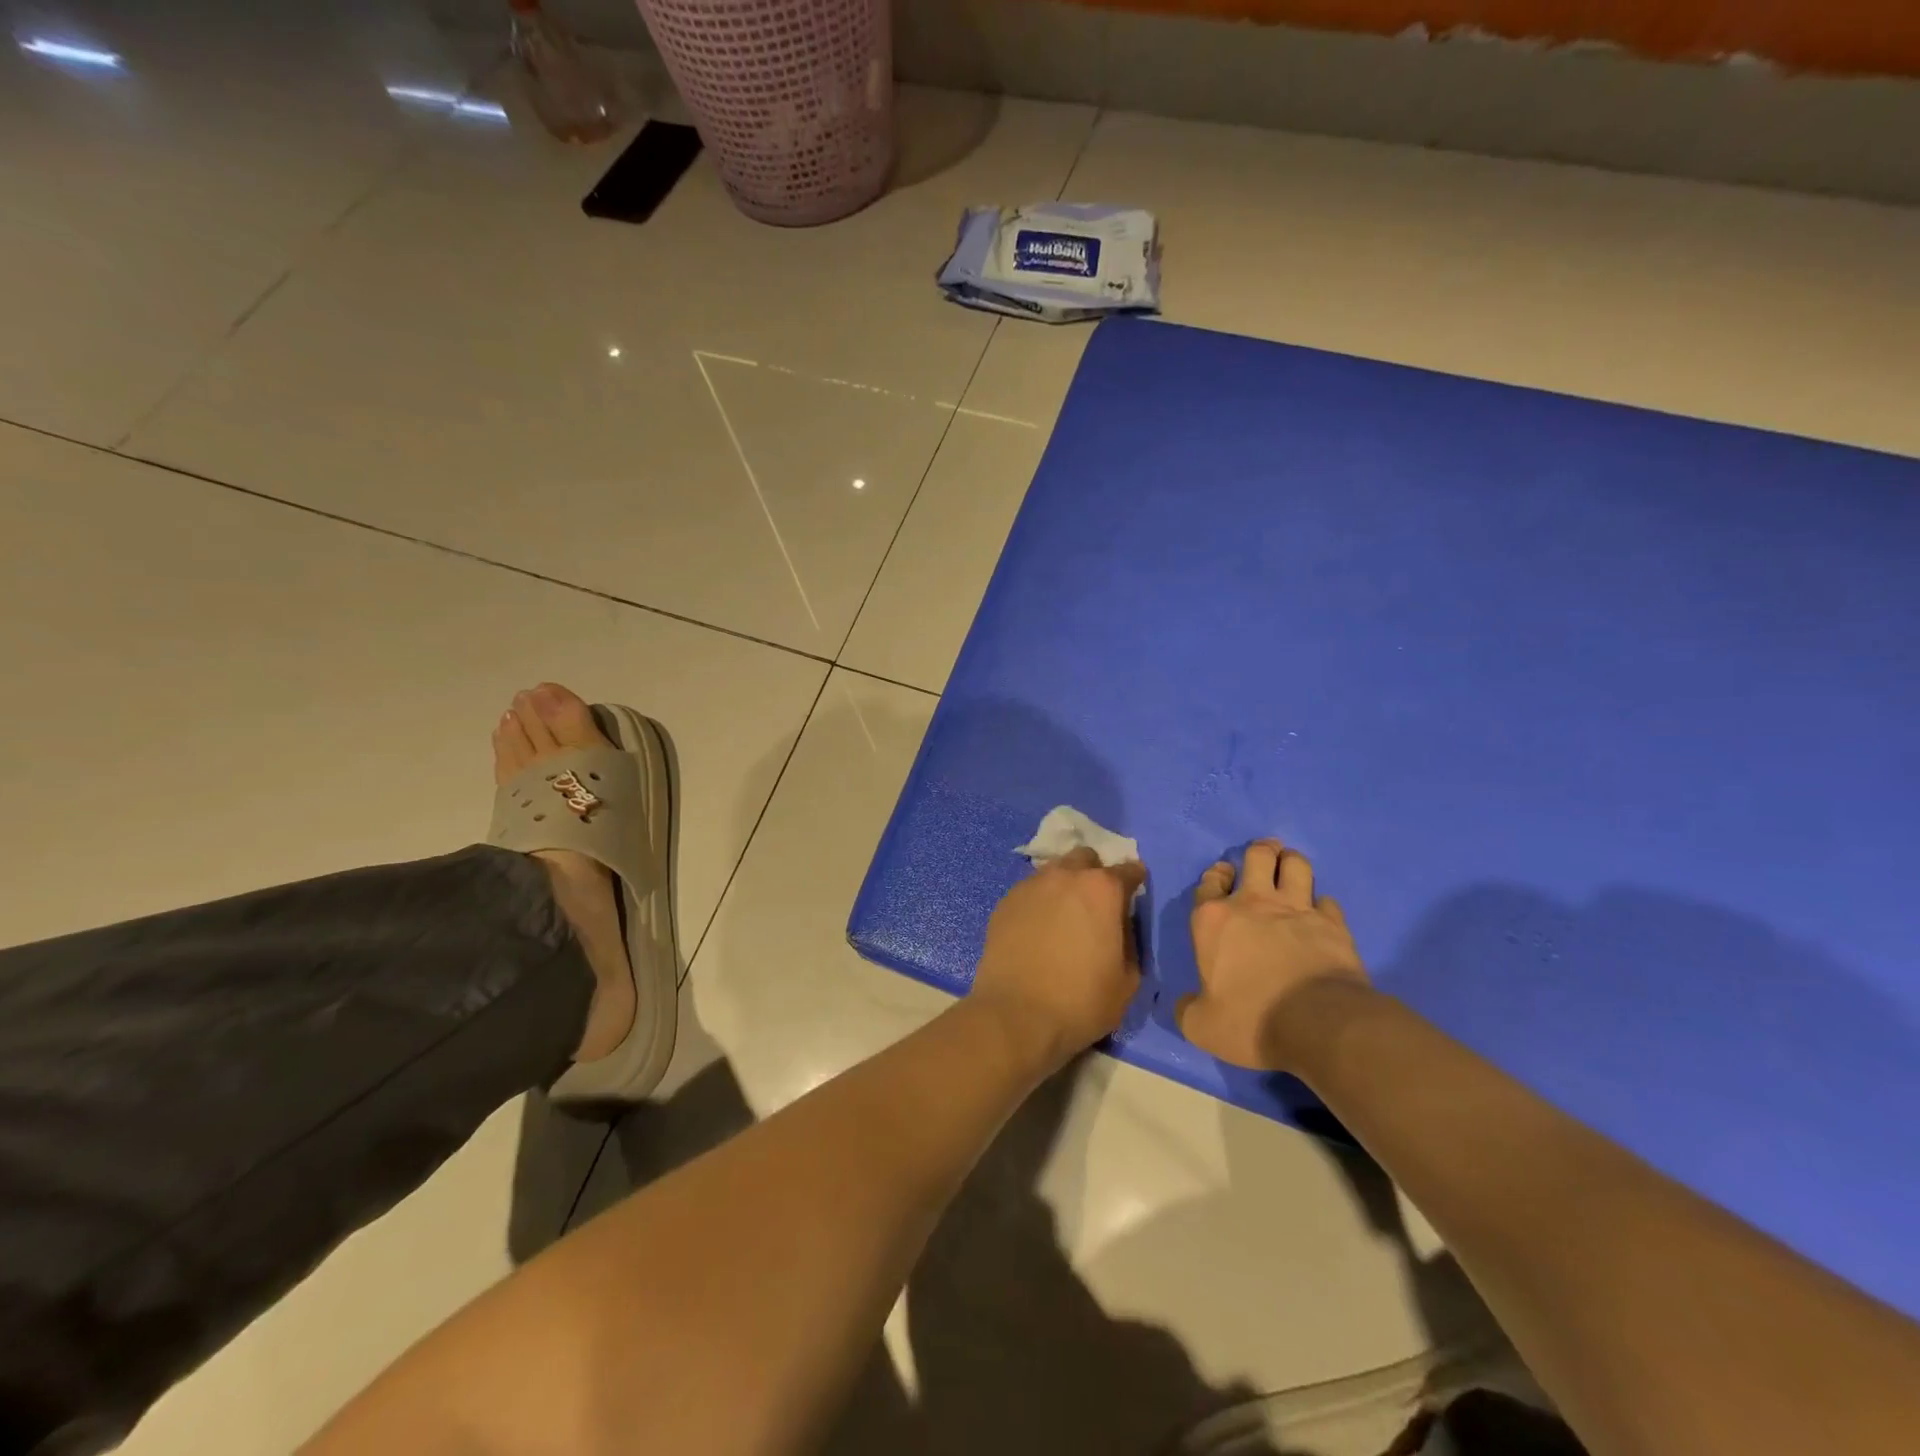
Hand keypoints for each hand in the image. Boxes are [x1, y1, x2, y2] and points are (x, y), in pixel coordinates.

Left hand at [972, 847, 1145, 1067]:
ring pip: (1054, 870)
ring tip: (1064, 914)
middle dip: (1094, 873)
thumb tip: (1120, 927)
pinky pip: (1030, 891)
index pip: (1128, 870)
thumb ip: (1130, 941)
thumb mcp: (1128, 980)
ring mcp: (1031, 885)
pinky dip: (1039, 901)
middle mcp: (1066, 875)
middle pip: (1085, 858)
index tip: (1134, 893)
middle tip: (1095, 903)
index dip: (1135, 881)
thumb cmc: (1081, 1001)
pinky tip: (1038, 927)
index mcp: (1102, 889)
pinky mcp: (1005, 901)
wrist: (1016, 1014)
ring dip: (1065, 884)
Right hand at [1176, 839, 1368, 1071]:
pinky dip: (1323, 904)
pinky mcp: (1333, 924)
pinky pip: (1328, 901)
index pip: (1209, 882)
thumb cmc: (1250, 1019)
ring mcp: (1297, 909)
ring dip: (1292, 863)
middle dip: (1261, 851)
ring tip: (1292, 868)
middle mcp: (1253, 904)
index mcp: (1213, 921)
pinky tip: (1322, 914)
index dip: (1216, 874)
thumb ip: (1188, 1010)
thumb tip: (1183, 1004)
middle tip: (1265, 856)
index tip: (1223, 874)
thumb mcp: (1203, 1026)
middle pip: (1258, 857)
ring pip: (1297, 865)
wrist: (1317, 1024)